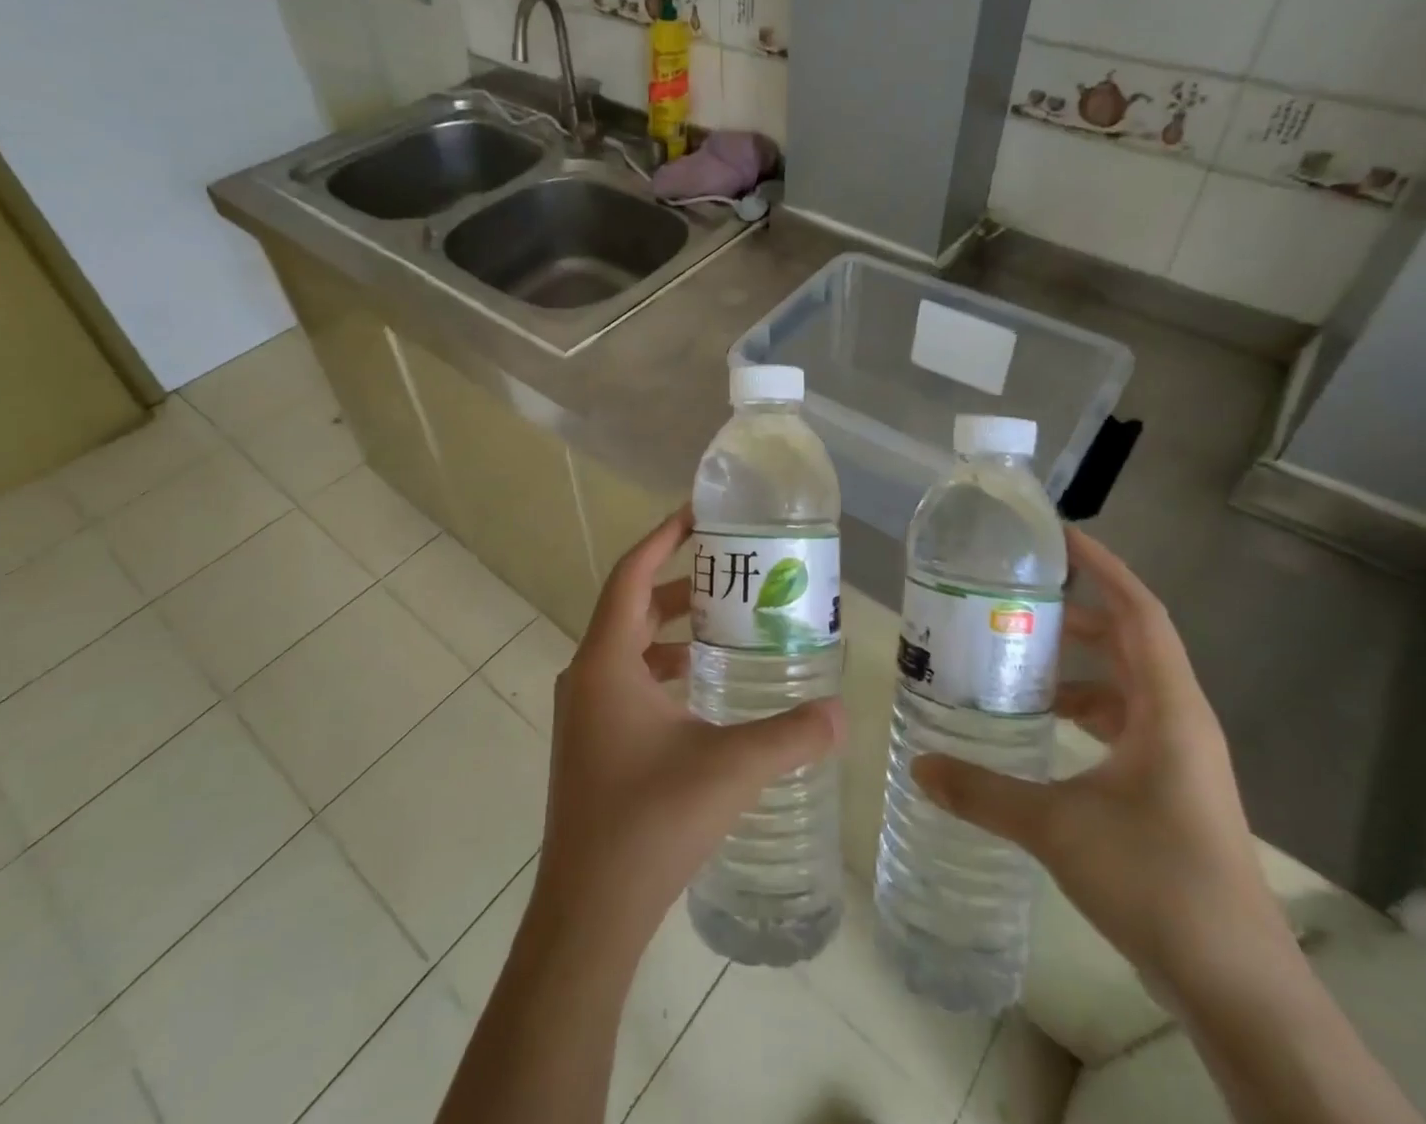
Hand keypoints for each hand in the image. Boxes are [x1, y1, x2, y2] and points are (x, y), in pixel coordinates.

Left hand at [530, 507, 843, 966]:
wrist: (589, 913)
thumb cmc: (649, 823)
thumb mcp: (728, 768)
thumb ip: (790, 735)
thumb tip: (842, 712)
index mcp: (605, 662)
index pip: (631, 573)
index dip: (663, 536)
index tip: (699, 512)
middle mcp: (586, 676)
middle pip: (632, 606)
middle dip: (679, 582)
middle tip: (732, 572)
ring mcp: (584, 711)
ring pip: (630, 645)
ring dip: (672, 628)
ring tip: (726, 624)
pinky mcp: (591, 741)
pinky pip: (628, 680)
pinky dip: (664, 667)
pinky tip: (704, 689)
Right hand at [912, 526, 1286, 993]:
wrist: (1237, 986)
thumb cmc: (1157, 881)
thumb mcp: (1057, 827)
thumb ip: (983, 792)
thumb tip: (919, 765)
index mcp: (1168, 708)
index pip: (1140, 613)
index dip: (1103, 568)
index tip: (1059, 537)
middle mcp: (1179, 721)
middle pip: (1131, 642)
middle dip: (1078, 614)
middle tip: (1018, 596)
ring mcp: (1178, 758)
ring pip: (1126, 686)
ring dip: (1078, 667)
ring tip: (1017, 658)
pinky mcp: (1170, 789)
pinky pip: (1123, 724)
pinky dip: (1084, 711)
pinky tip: (1041, 727)